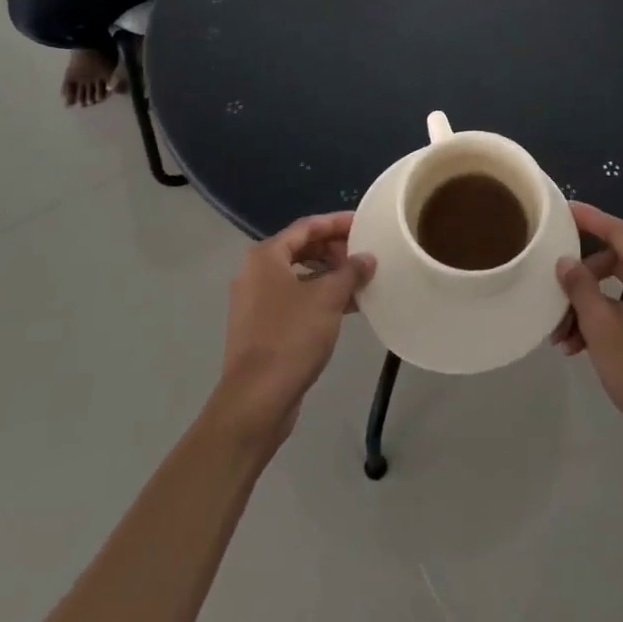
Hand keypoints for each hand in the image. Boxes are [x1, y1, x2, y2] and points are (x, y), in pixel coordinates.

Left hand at [211, 212, 374, 446]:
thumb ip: (350, 272)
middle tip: (364, 255)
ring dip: (329, 276)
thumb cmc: (291, 337)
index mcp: (266, 257)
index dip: (337, 222)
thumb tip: (367, 258)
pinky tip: (346, 308)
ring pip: (299, 276)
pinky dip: (318, 297)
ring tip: (360, 281)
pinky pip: (294, 300)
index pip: (307, 226)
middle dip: (334, 250)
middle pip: (301, 249)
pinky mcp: (260, 328)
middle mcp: (255, 273)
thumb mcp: (328, 298)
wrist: (256, 399)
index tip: (365, 223)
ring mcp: (255, 302)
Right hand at [552, 202, 622, 456]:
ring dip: (587, 306)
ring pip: (617, 292)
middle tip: (555, 289)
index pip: (618, 231)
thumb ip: (580, 286)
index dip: (590, 217)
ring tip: (561, 335)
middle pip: (615, 263)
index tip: (563, 209)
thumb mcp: (601, 324)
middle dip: (581, 276)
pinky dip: (602, 322)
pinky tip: (579, 348)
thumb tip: (566, 260)